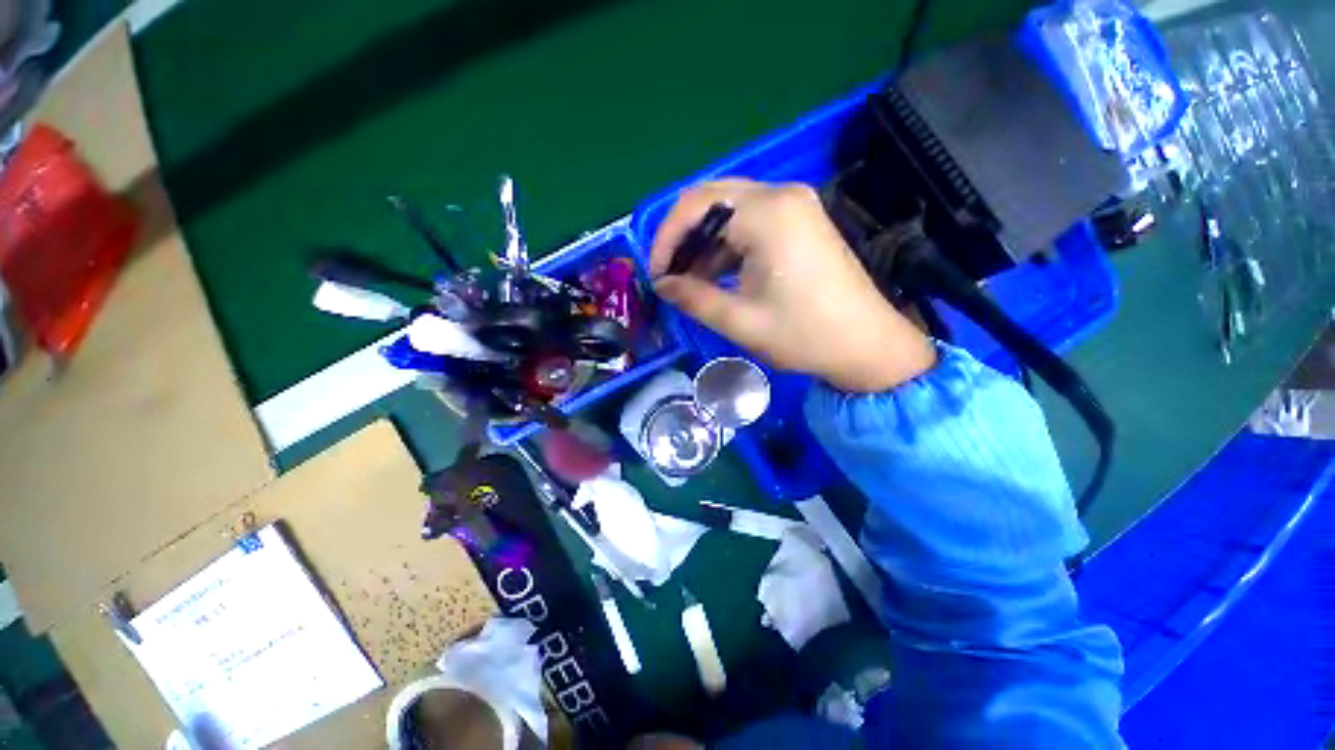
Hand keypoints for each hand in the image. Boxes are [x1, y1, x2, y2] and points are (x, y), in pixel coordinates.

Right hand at [649, 179, 935, 392]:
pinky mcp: (801, 220)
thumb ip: (693, 298)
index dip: (666, 240)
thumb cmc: (804, 335)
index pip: (694, 206)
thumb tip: (662, 285)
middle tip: (669, 276)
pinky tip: (718, 275)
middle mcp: (781, 195)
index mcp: (767, 214)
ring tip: (689, 282)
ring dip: (704, 243)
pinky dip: (727, 245)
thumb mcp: (740, 321)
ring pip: (729, 210)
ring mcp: (795, 205)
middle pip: (710, 199)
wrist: (867, 345)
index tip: (656, 276)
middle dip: (682, 238)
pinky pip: (750, 222)